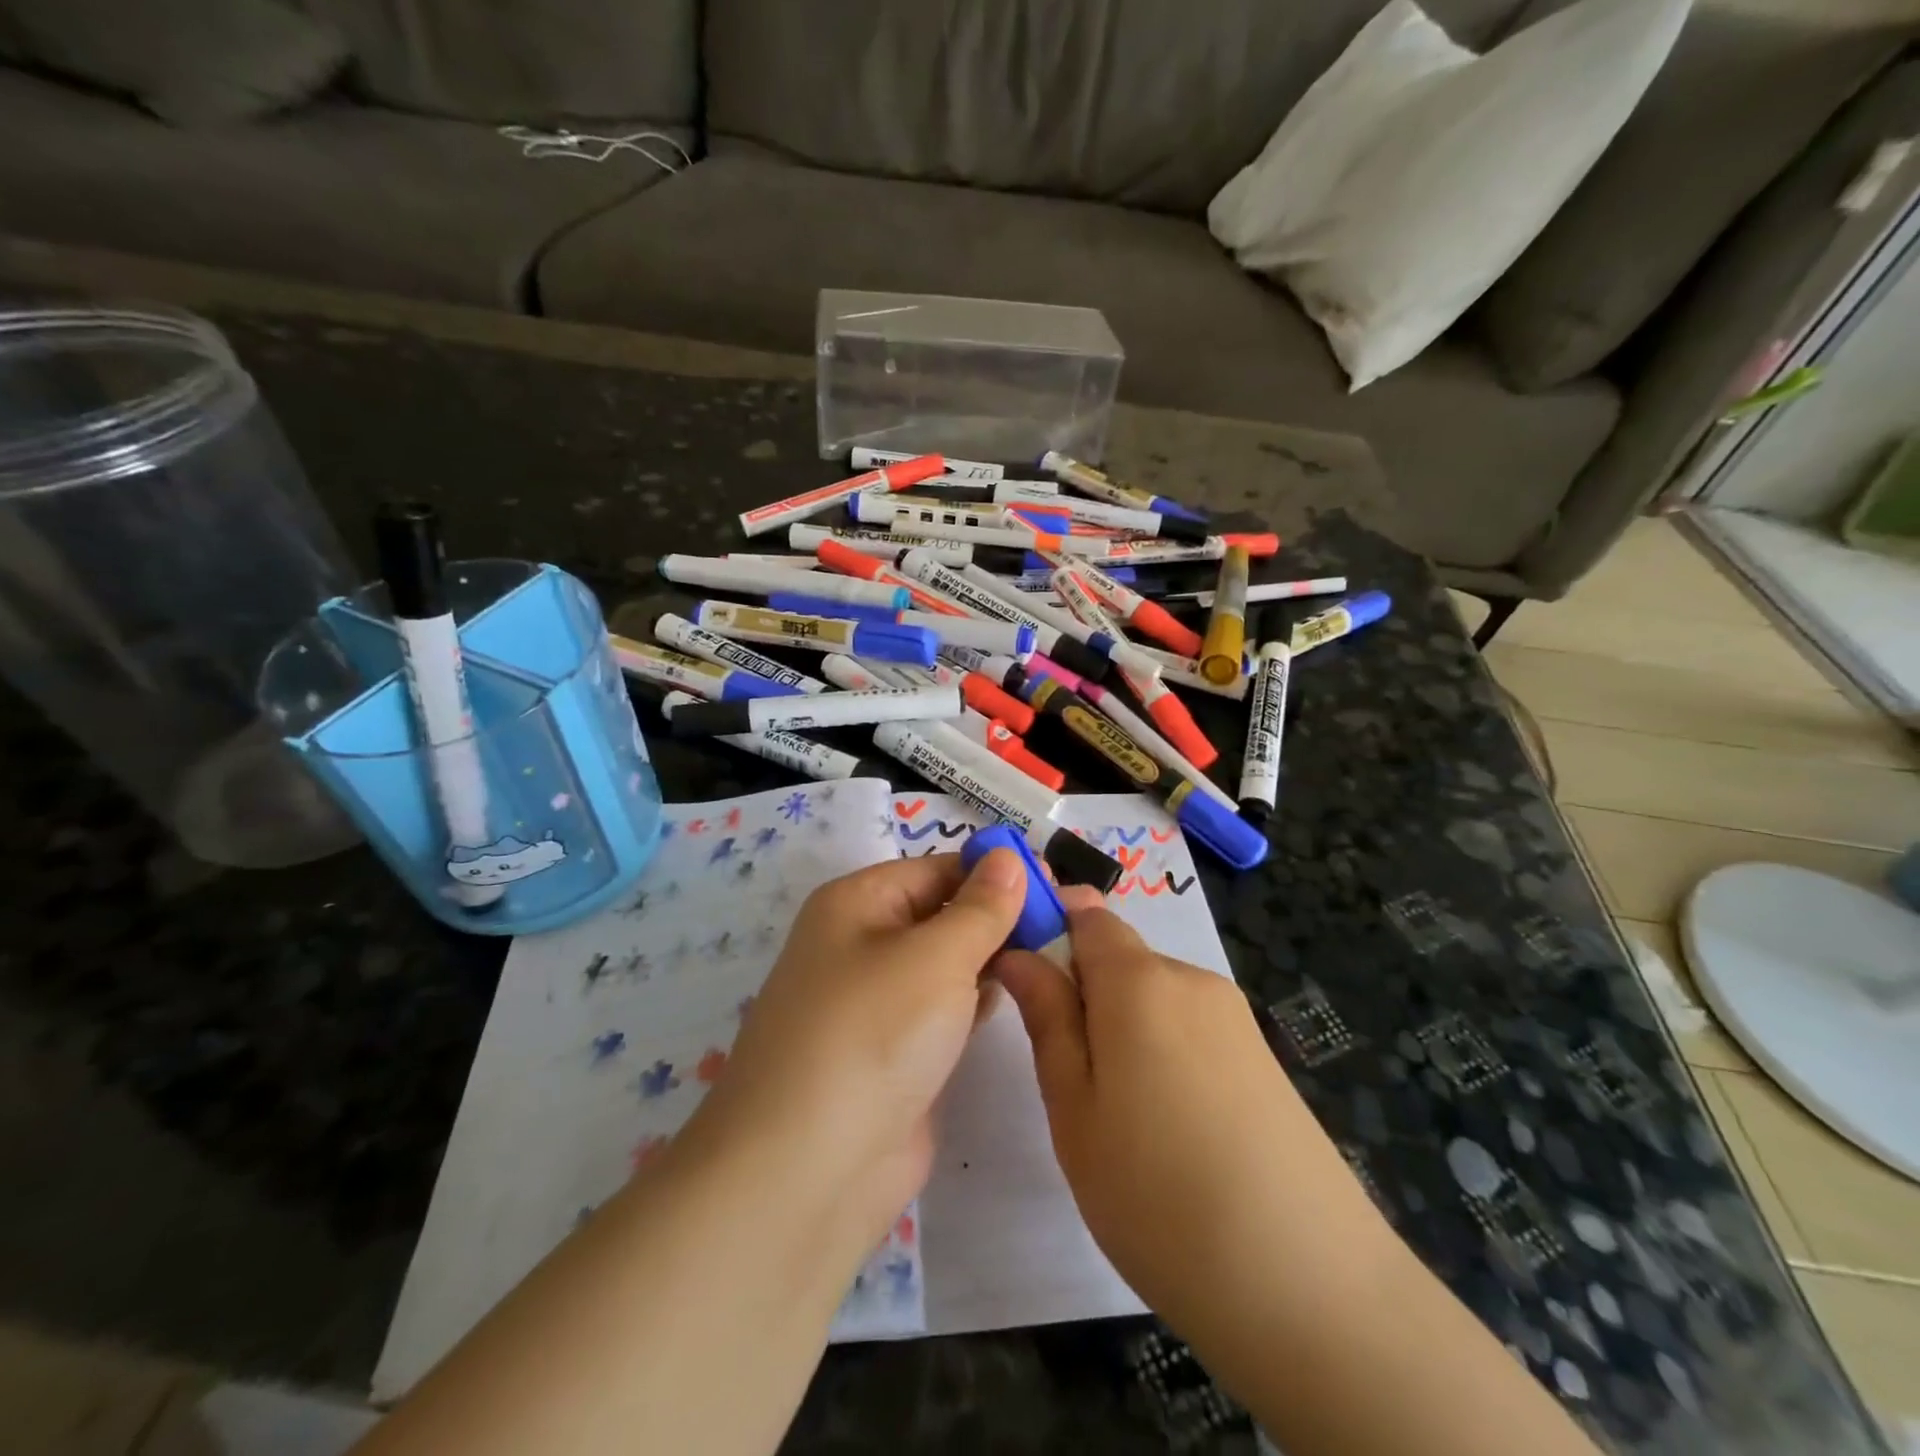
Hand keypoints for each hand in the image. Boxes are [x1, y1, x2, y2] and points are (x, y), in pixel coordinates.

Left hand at [678, 849, 1025, 1252]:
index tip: (1057, 883)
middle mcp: (861, 943)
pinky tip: (1015, 995)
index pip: (937, 869)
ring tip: (1055, 951)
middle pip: (942, 912)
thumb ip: (981, 907)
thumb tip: (1008, 857)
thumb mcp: (936, 957)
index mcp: (857, 903)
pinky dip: (976, 998)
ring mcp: (876, 1002)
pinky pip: (943, 1008)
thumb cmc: (873, 1035)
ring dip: (992, 956)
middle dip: (999, 914)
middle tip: (1068, 919)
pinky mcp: (894, 1051)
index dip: (995, 872)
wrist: (809, 1171)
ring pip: (945, 962)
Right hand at [993, 889, 1392, 1342]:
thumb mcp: (1075, 1108)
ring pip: (1154, 997)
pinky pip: (1191, 1028)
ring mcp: (1235, 1018)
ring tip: (1120, 1116)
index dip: (1051, 929)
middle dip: (1085, 994)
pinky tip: (1171, 1129)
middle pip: (1121, 957)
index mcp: (1140, 980)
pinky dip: (1165, 1054)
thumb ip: (1048, 1018)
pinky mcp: (1262, 1057)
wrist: (1309, 1287)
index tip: (1027, 981)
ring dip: (1124, 1029)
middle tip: (1068, 1076)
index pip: (1087, 914)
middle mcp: (1192, 979)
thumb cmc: (1158, 1194)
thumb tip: (1020, 954)